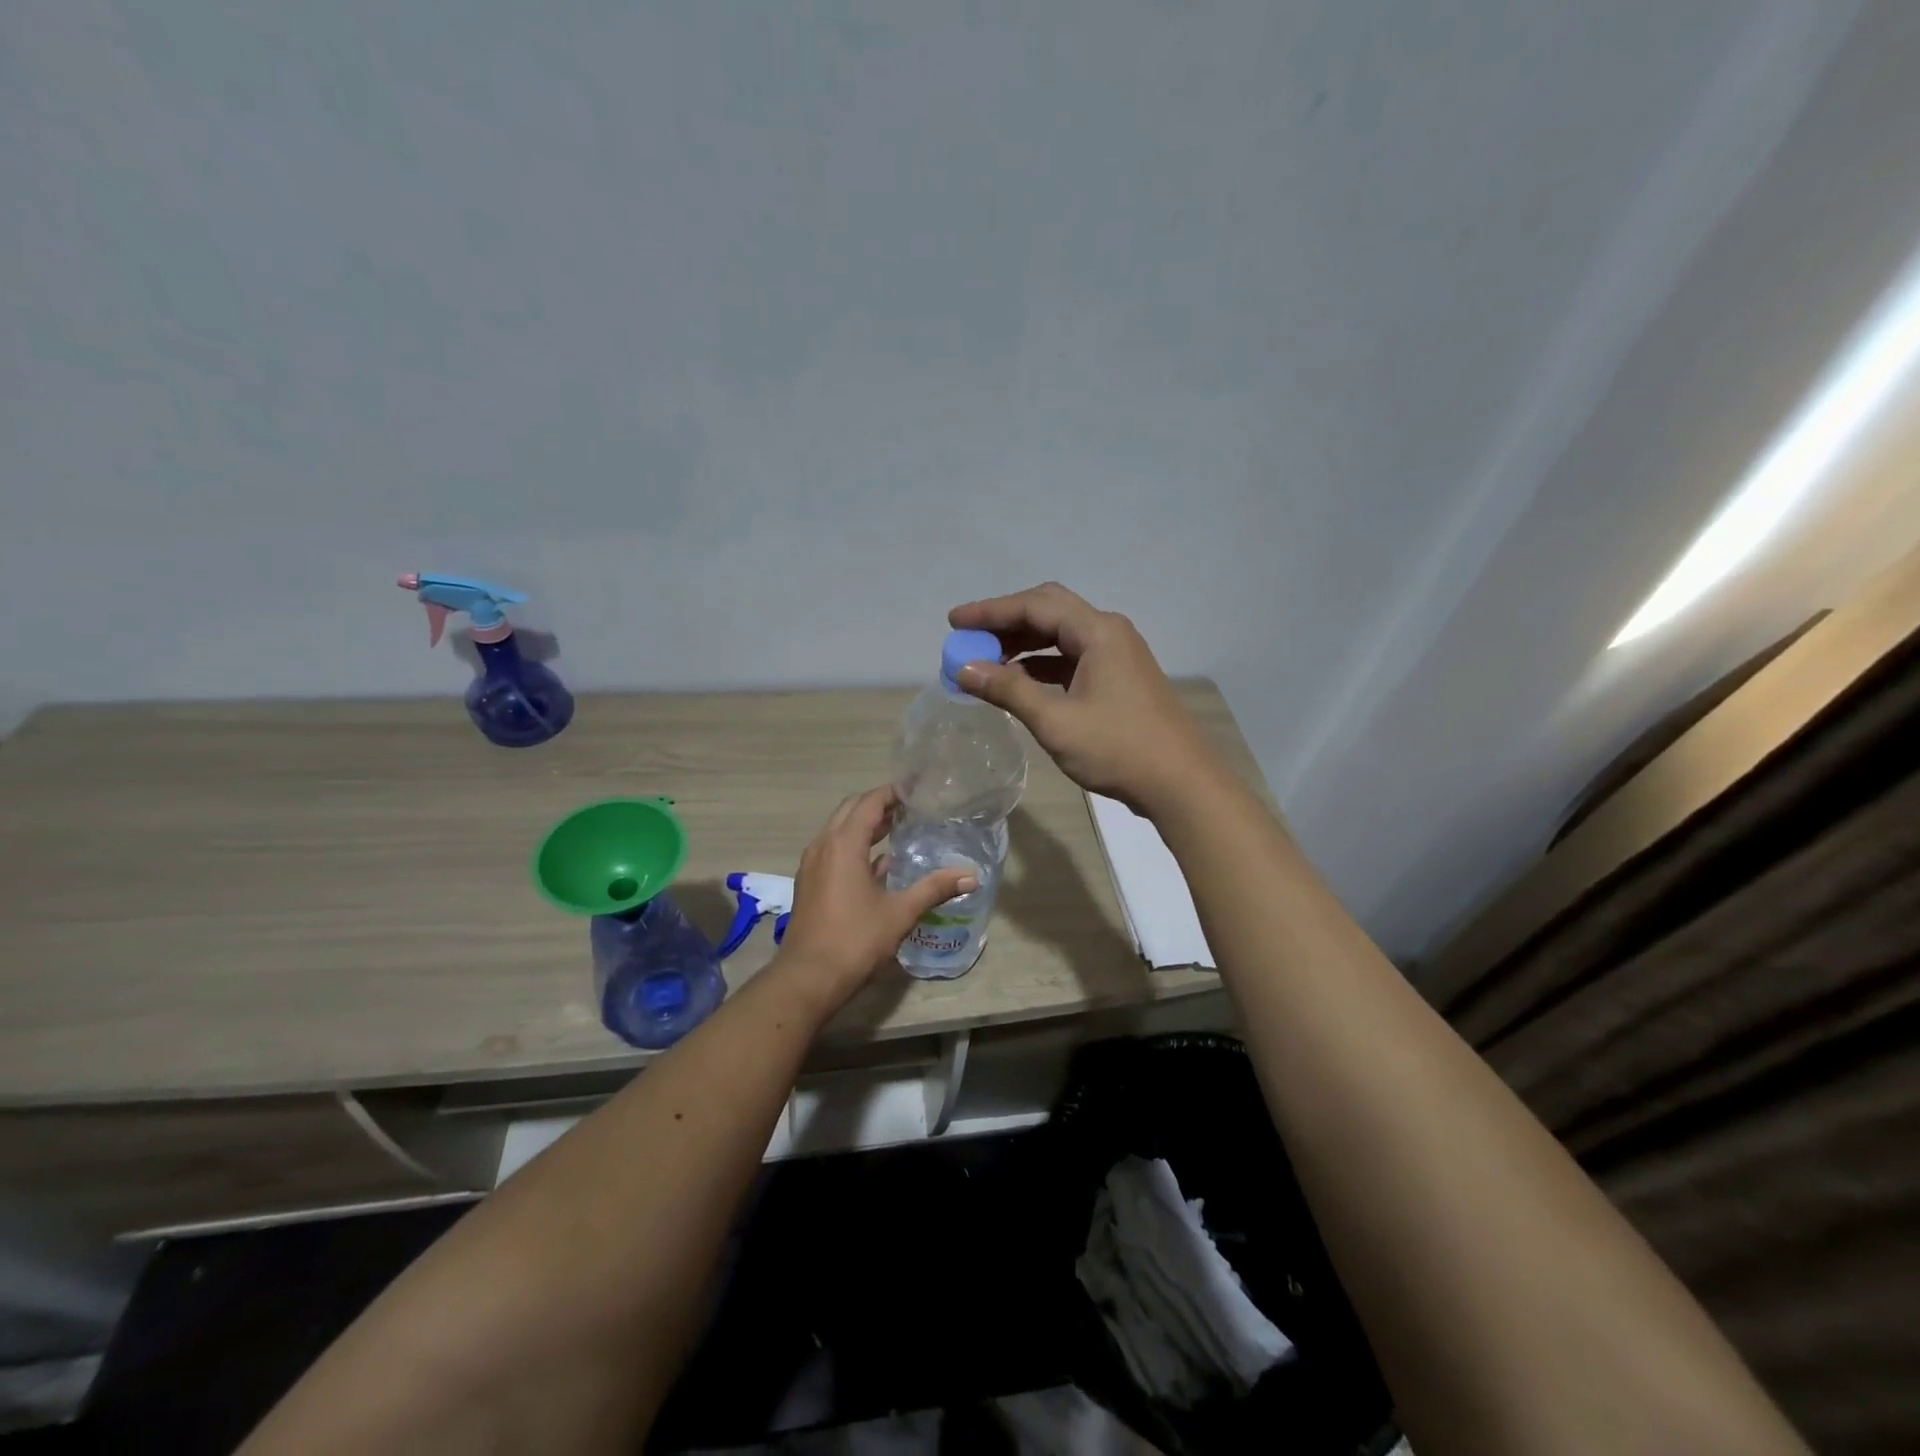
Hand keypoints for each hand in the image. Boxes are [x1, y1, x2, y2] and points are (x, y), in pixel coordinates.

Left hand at [773, 785, 977, 1007]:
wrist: (808, 978)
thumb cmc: (855, 940)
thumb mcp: (900, 913)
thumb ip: (934, 888)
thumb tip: (971, 875)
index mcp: (843, 844)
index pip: (868, 803)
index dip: (892, 792)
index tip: (916, 790)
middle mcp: (823, 846)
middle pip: (850, 810)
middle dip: (878, 804)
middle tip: (910, 807)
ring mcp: (812, 865)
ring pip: (839, 830)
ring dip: (865, 825)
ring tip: (898, 828)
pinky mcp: (810, 883)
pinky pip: (833, 850)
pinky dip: (854, 846)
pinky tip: (879, 864)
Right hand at [948, 582, 1218, 815]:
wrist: (1180, 783)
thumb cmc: (1117, 748)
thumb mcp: (1056, 721)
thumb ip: (1008, 690)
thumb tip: (964, 668)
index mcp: (1098, 632)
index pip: (1034, 606)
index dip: (990, 611)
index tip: (954, 622)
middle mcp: (1109, 633)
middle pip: (1049, 611)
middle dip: (1006, 621)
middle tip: (969, 637)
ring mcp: (1117, 655)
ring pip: (1061, 636)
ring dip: (1023, 644)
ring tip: (986, 661)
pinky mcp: (1119, 678)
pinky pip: (1072, 658)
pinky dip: (1042, 664)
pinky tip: (1019, 681)